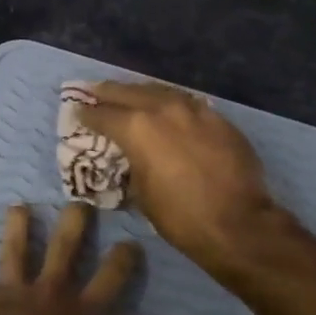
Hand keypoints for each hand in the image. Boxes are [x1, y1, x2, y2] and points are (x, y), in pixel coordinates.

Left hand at [0, 202, 139, 314]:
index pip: (112, 280)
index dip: (124, 260)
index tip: (131, 243)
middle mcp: (50, 294)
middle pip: (66, 246)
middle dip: (75, 221)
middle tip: (79, 201)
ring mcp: (11, 291)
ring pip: (15, 249)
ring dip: (16, 227)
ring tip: (18, 206)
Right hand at [76, 81, 286, 277]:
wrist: (238, 223)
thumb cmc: (179, 216)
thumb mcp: (140, 191)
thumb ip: (131, 162)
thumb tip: (131, 155)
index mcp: (137, 127)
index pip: (102, 114)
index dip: (86, 115)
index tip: (77, 112)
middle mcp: (163, 108)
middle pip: (128, 92)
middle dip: (108, 92)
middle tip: (93, 91)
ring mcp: (194, 110)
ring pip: (160, 91)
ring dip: (140, 92)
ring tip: (128, 94)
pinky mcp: (218, 118)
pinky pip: (187, 103)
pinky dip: (170, 103)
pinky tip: (166, 108)